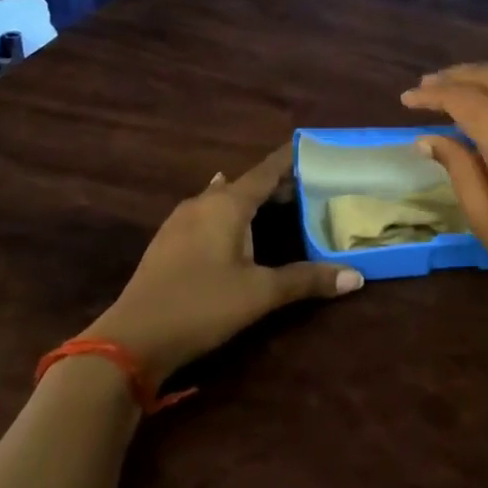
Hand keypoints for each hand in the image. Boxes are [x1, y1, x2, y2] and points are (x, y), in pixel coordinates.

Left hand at [87, 144, 363, 380]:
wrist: (131, 340)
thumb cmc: (202, 305)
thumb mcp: (260, 294)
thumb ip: (307, 280)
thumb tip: (356, 276)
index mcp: (226, 204)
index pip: (266, 171)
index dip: (291, 160)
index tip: (315, 148)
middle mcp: (202, 203)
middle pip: (246, 184)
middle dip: (277, 184)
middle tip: (311, 187)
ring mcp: (180, 222)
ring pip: (223, 199)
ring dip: (251, 200)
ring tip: (280, 204)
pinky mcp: (168, 243)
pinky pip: (207, 215)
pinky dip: (230, 215)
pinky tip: (234, 225)